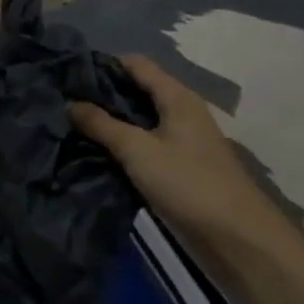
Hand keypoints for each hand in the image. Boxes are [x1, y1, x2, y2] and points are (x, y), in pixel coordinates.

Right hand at [71, 55, 280, 249]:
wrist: (237, 239)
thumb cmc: (188, 183)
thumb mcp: (138, 150)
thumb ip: (102, 125)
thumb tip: (70, 103)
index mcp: (177, 97)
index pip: (136, 64)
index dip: (103, 64)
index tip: (69, 75)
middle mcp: (181, 111)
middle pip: (137, 90)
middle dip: (103, 95)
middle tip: (65, 103)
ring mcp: (183, 141)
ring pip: (140, 120)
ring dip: (112, 123)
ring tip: (74, 127)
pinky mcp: (181, 167)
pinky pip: (146, 145)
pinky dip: (124, 146)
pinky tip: (98, 154)